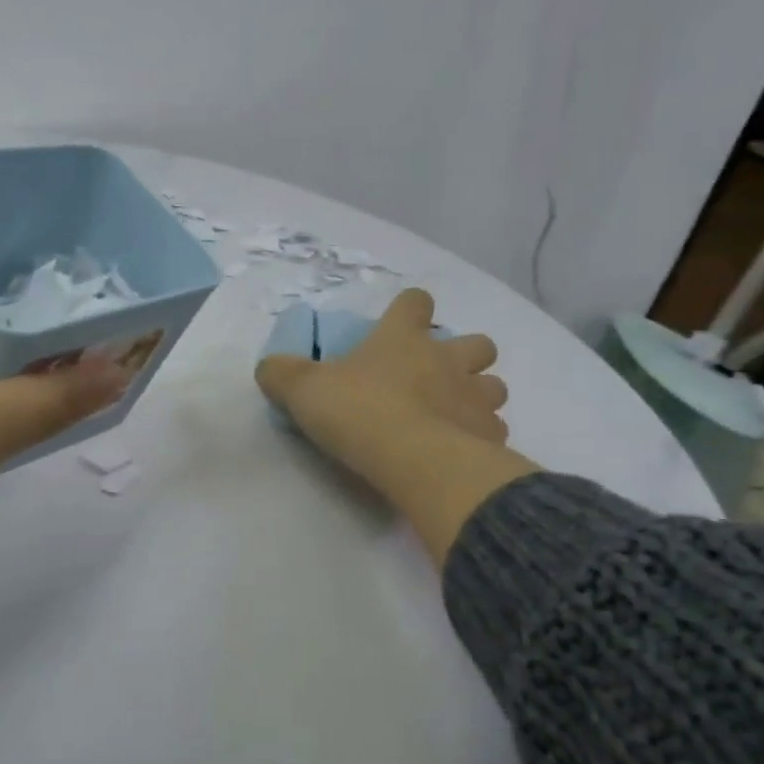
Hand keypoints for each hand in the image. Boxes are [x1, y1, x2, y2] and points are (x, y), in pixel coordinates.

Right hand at [255, 289, 534, 566]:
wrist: (415, 461)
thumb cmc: (359, 412)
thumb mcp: (303, 390)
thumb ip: (282, 374)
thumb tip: (268, 367)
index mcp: (403, 339)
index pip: (415, 303)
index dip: (409, 309)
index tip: (400, 323)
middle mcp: (448, 360)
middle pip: (477, 343)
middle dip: (463, 355)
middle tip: (436, 377)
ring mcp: (476, 398)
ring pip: (495, 385)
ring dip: (478, 395)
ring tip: (453, 416)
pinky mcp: (491, 437)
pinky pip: (494, 430)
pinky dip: (481, 437)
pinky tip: (461, 452)